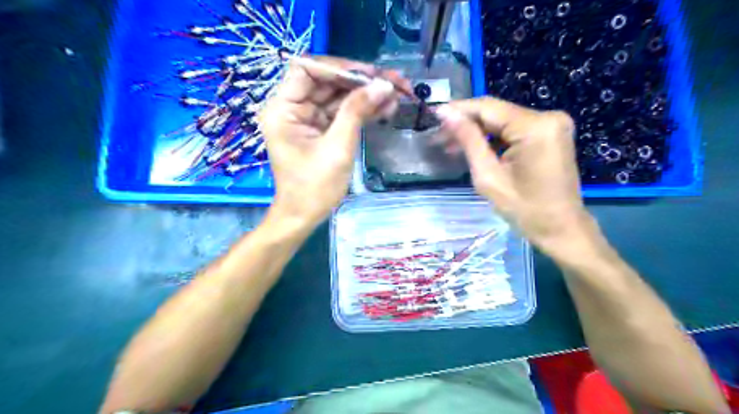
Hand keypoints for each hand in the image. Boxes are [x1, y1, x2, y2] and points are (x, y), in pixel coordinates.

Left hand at [260, 55, 406, 226]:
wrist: (304, 217)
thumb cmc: (314, 188)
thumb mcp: (337, 148)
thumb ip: (357, 112)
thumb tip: (383, 85)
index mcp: (283, 109)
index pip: (307, 69)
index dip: (339, 68)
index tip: (370, 74)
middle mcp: (293, 108)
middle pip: (327, 81)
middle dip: (360, 81)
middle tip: (393, 82)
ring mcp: (307, 119)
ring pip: (338, 96)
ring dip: (366, 95)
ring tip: (396, 95)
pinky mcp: (321, 130)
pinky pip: (342, 113)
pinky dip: (362, 110)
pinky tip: (385, 108)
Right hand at [434, 97, 595, 256]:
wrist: (560, 228)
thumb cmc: (524, 210)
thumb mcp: (488, 177)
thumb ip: (468, 141)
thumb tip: (447, 114)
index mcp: (535, 127)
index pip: (488, 108)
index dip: (458, 110)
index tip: (434, 115)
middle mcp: (548, 117)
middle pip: (496, 113)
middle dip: (466, 123)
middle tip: (438, 137)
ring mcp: (552, 124)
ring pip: (503, 121)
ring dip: (477, 132)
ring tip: (450, 145)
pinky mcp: (551, 134)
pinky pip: (514, 129)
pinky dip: (493, 138)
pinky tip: (474, 148)